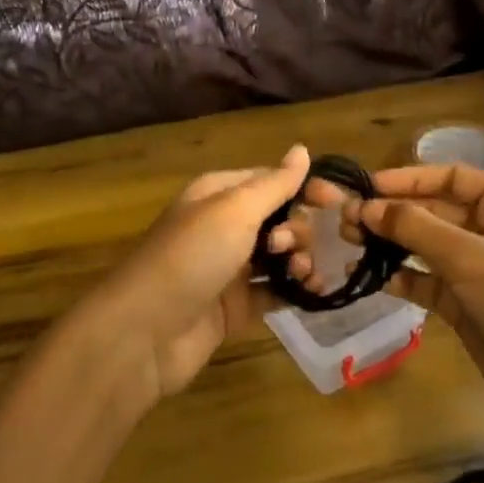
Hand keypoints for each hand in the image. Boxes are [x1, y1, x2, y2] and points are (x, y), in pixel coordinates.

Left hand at [75, 145, 317, 403]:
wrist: (145, 332)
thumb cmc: (191, 257)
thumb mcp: (234, 210)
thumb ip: (274, 184)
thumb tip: (302, 150)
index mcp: (219, 194)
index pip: (272, 180)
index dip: (305, 187)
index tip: (338, 202)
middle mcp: (225, 226)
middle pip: (280, 217)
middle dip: (299, 228)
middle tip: (290, 247)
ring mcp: (230, 268)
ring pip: (280, 255)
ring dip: (301, 259)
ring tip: (303, 273)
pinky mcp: (236, 306)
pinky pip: (275, 290)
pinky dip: (296, 290)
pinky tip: (315, 293)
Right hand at [332, 165, 483, 438]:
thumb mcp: (470, 257)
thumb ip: (416, 228)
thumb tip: (366, 207)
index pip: (450, 177)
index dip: (407, 179)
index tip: (366, 186)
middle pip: (432, 210)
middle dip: (391, 213)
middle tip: (346, 218)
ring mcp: (476, 267)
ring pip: (424, 245)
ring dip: (389, 243)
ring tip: (347, 241)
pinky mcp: (463, 302)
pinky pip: (424, 280)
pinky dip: (399, 277)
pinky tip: (368, 277)